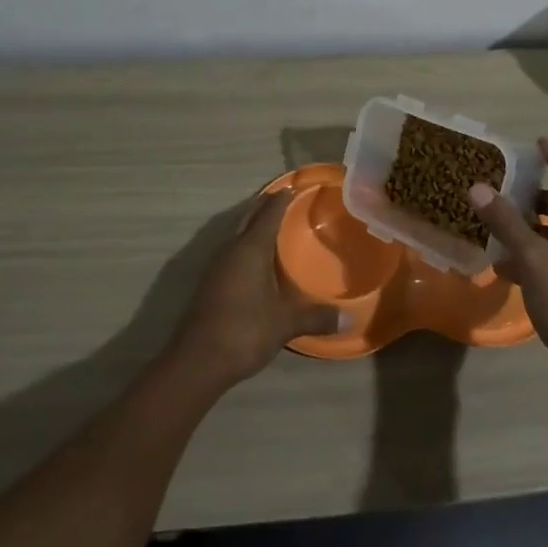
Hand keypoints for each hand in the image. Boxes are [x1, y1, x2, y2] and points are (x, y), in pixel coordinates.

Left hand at [165, 192, 341, 390]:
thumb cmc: (245, 330)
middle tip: (286, 199)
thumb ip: (317, 317)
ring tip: (274, 226)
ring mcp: (216, 267)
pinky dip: (246, 248)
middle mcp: (231, 250)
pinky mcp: (209, 284)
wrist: (198, 361)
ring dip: (253, 227)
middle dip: (266, 207)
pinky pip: (232, 254)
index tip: (294, 186)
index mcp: (250, 249)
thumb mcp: (286, 323)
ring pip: (237, 236)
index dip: (282, 199)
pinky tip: (257, 262)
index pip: (268, 213)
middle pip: (249, 218)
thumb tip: (350, 319)